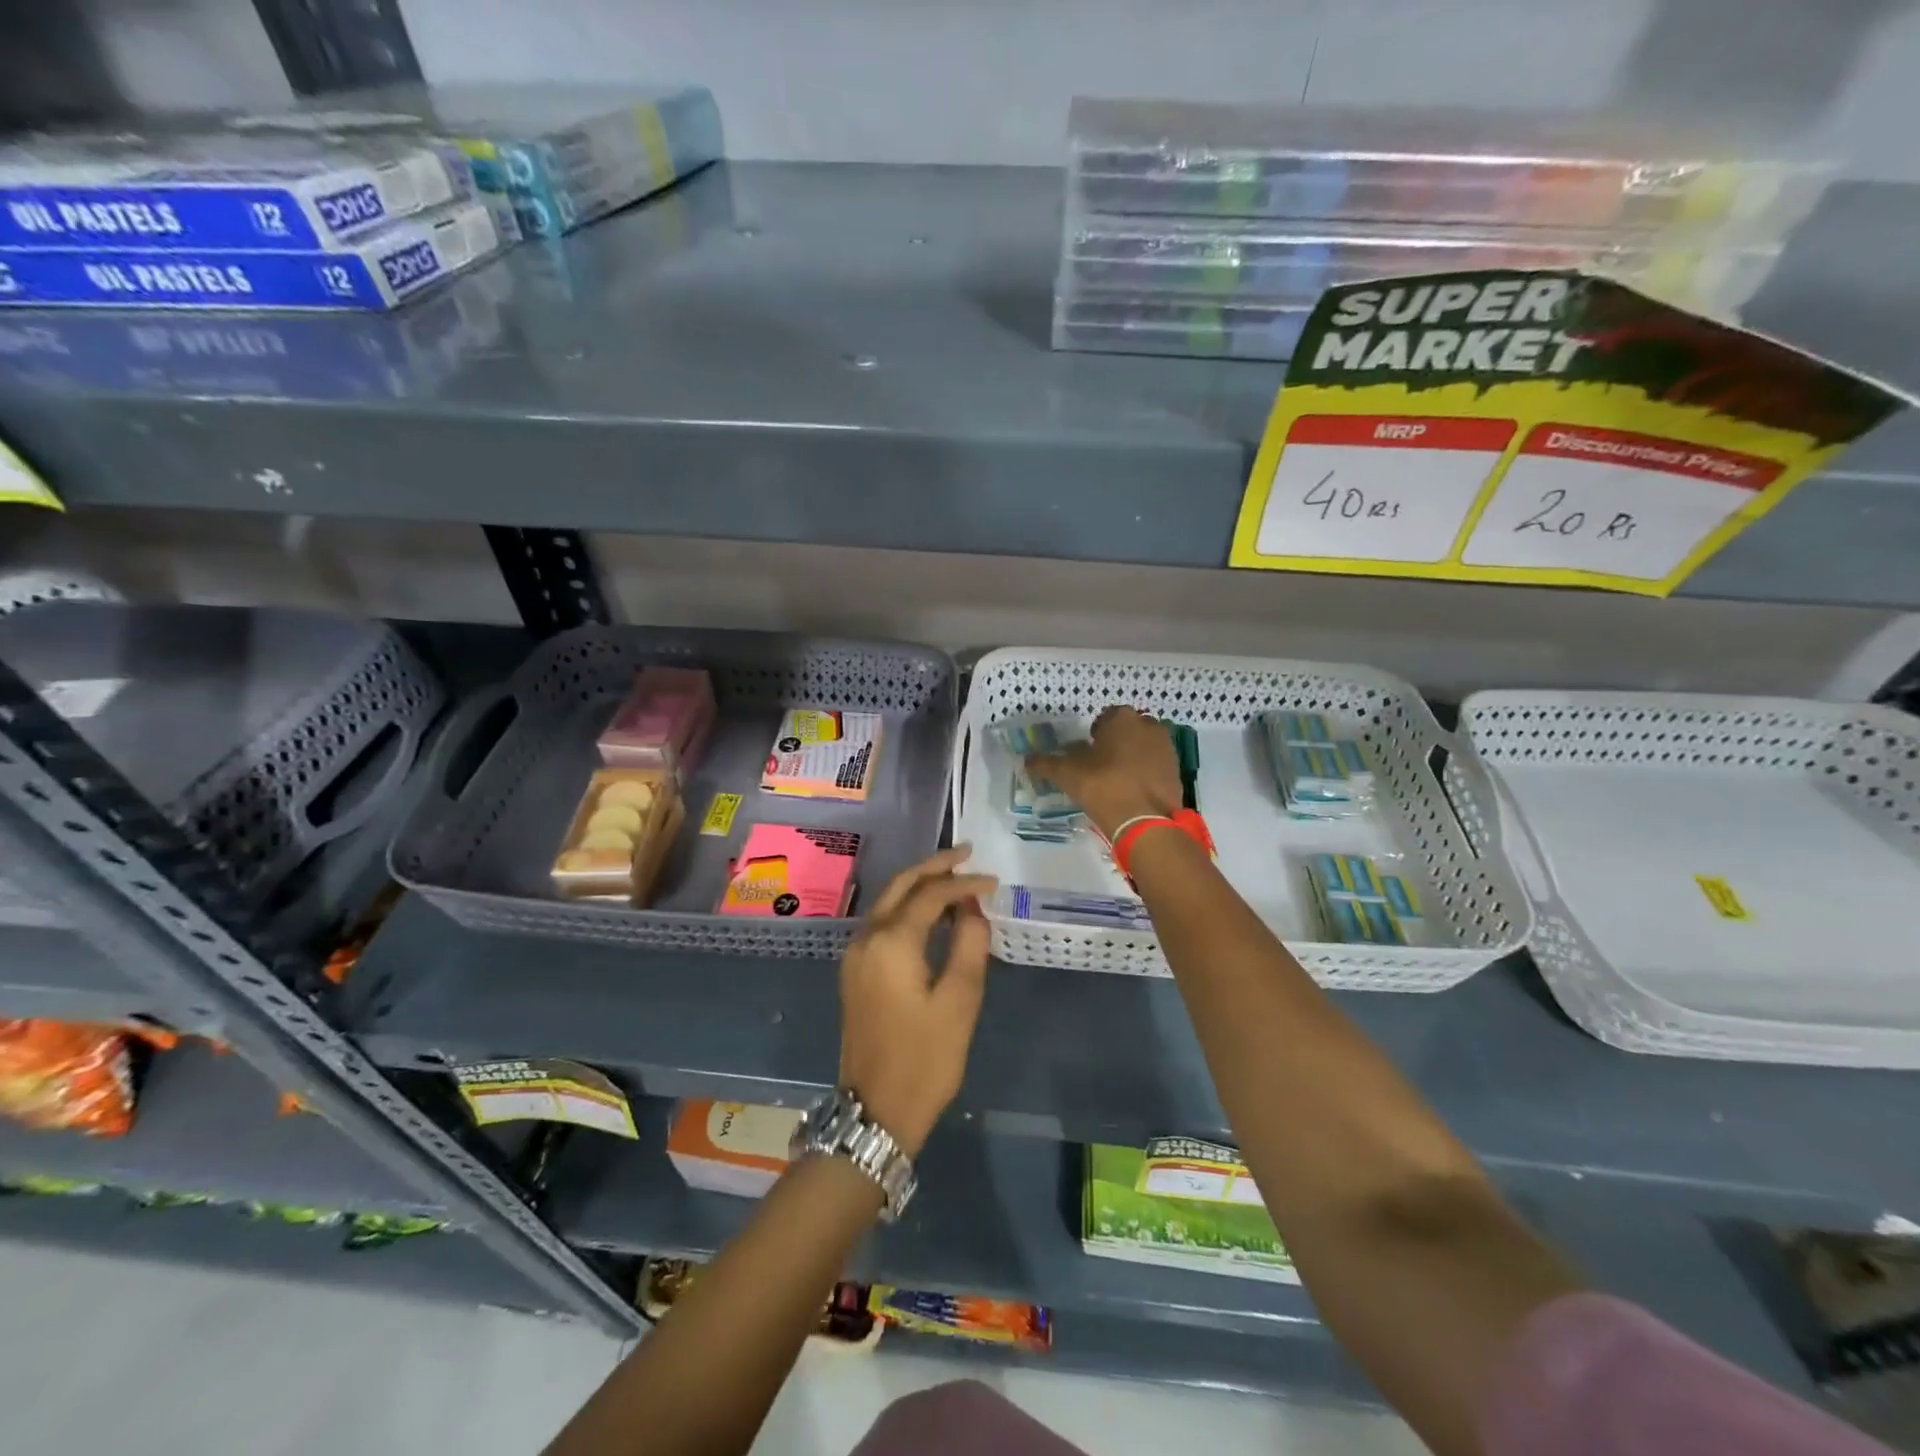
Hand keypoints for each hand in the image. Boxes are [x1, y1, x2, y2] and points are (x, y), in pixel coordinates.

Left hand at [838, 848, 996, 1155]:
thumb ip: (969, 945)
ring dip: (919, 886)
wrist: (875, 1110)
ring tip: (955, 879)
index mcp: (891, 942)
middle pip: (901, 885)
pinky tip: (932, 915)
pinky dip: (908, 908)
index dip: (963, 883)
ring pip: (888, 902)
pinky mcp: (855, 970)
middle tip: (967, 855)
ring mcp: (855, 954)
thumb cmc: (925, 1058)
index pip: (930, 895)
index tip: (993, 881)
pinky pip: (883, 922)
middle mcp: (866, 938)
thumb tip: (973, 908)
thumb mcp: (959, 1001)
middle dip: (934, 867)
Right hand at [1028, 705, 1181, 838]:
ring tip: (1117, 780)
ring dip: (1132, 756)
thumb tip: (1027, 759)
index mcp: (1122, 718)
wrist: (1146, 821)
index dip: (1094, 734)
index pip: (1105, 718)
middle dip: (1116, 742)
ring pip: (1144, 746)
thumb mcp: (1067, 774)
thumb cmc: (1103, 787)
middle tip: (1101, 766)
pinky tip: (1133, 791)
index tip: (1087, 753)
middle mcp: (1148, 725)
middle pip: (1127, 730)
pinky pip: (1155, 764)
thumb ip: (1045, 763)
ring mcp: (1166, 747)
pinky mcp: (1176, 770)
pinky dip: (1145, 772)